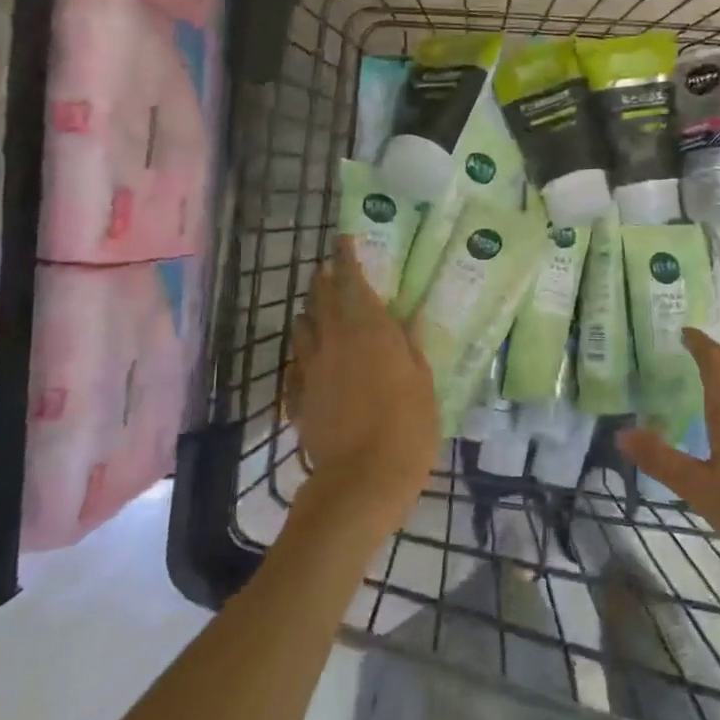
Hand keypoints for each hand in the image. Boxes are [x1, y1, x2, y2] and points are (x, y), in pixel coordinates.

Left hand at [284, 238, 438, 540]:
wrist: (362, 479)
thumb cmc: (407, 426)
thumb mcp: (423, 383)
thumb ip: (410, 347)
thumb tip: (407, 317)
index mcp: (369, 330)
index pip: (351, 281)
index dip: (345, 258)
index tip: (342, 240)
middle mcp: (334, 340)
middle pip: (320, 299)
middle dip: (324, 281)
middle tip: (329, 271)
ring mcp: (311, 369)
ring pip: (302, 328)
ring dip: (310, 313)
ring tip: (319, 310)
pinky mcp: (299, 397)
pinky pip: (296, 365)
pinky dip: (303, 355)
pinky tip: (310, 360)